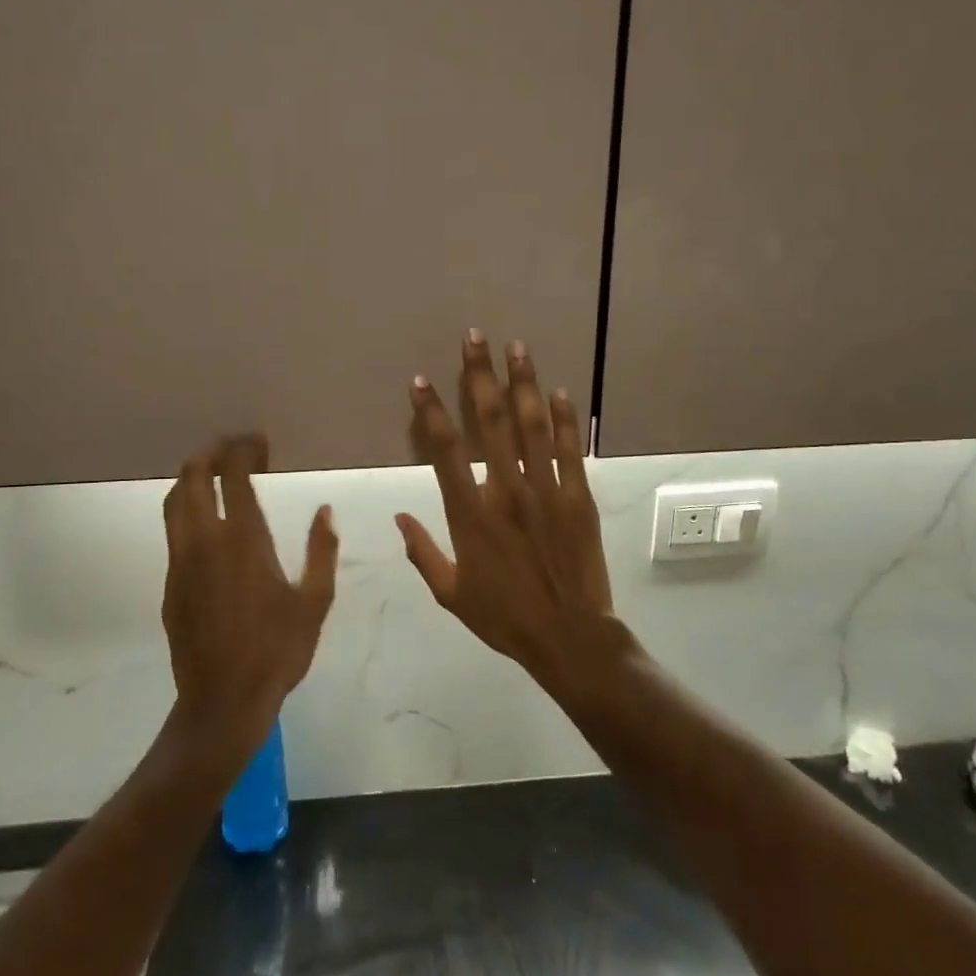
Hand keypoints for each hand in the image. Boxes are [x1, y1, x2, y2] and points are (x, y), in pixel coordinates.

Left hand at [161, 435, 337, 748]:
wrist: (222, 701)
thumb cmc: (277, 651)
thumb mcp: (314, 602)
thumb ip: (321, 551)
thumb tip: (325, 511)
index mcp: (243, 540)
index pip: (234, 476)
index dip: (243, 450)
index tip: (259, 441)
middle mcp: (204, 541)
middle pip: (193, 477)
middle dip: (211, 452)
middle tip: (234, 447)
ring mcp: (181, 561)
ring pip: (174, 501)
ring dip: (191, 476)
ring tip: (213, 471)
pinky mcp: (170, 583)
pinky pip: (172, 529)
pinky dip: (184, 506)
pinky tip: (203, 518)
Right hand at [395, 332, 619, 689]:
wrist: (569, 637)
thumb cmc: (504, 617)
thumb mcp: (451, 594)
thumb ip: (422, 553)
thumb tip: (398, 519)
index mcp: (470, 514)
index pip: (444, 451)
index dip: (431, 412)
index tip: (421, 381)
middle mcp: (506, 491)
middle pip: (491, 422)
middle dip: (480, 375)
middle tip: (475, 338)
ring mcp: (546, 490)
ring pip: (532, 426)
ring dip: (523, 383)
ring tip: (516, 347)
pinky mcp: (578, 497)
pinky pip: (569, 450)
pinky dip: (563, 419)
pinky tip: (559, 391)